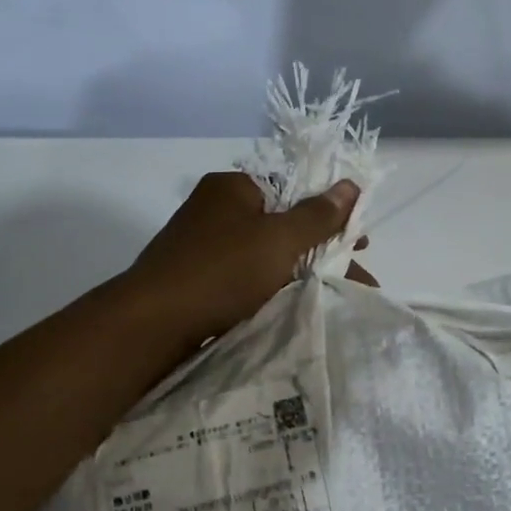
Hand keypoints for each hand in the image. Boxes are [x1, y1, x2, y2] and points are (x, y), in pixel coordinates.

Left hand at [121, 172, 363, 346]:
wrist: (151, 324)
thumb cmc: (221, 271)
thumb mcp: (279, 239)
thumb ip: (317, 215)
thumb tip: (350, 185)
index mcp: (232, 188)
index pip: (293, 189)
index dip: (330, 214)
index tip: (358, 243)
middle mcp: (215, 209)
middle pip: (282, 224)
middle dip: (321, 250)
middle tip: (353, 277)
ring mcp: (202, 245)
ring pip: (265, 254)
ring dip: (299, 272)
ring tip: (334, 297)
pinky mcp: (195, 279)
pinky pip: (245, 277)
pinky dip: (271, 288)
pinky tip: (291, 307)